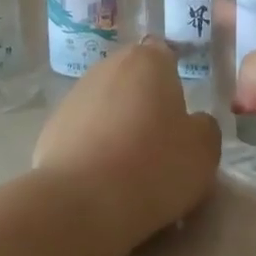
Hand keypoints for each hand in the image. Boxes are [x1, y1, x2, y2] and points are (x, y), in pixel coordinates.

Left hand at [34, 38, 222, 241]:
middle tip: (160, 141)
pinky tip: (102, 178)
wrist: (81, 202)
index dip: (173, 78)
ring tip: (130, 166)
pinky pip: (83, 132)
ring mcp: (74, 96)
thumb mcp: (204, 150)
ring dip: (117, 124)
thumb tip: (192, 123)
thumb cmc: (154, 166)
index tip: (180, 110)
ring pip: (106, 104)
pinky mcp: (50, 128)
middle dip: (144, 101)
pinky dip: (93, 147)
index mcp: (147, 61)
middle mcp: (107, 67)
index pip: (164, 53)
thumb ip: (203, 127)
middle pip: (132, 79)